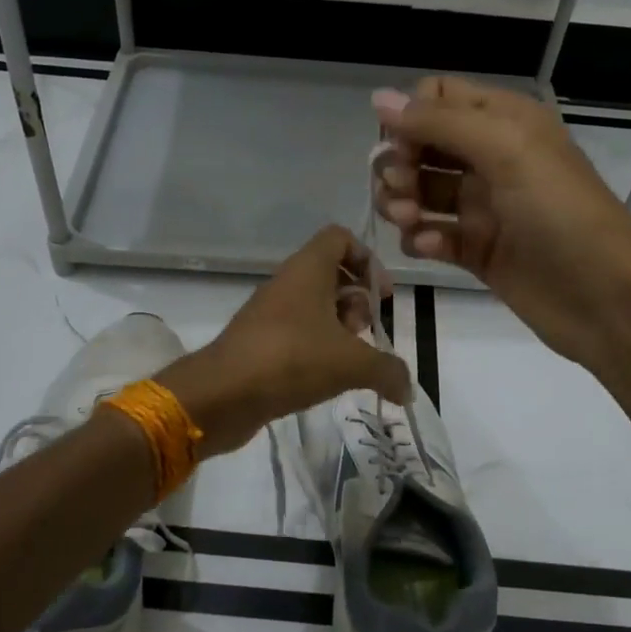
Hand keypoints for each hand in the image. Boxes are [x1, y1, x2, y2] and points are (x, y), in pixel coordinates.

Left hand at [157, 226, 410, 456]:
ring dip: (338, 329)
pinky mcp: (259, 342)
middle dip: (356, 301)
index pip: (340, 237)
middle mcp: (287, 283)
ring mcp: (269, 313)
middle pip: (331, 274)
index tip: (380, 296)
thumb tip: (409, 389)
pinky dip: (317, 349)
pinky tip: (327, 379)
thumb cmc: (292, 360)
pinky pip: (296, 333)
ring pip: (314, 306)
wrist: (222, 394)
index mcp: (307, 269)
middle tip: (364, 333)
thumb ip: (388, 370)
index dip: (367, 259)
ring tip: (348, 362)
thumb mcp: (352, 363)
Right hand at [372, 76, 630, 367]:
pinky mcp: (478, 251)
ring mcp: (483, 207)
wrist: (606, 297)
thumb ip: (440, 122)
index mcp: (504, 121)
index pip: (438, 98)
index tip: (401, 147)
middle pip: (422, 146)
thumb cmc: (560, 212)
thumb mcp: (506, 149)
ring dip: (403, 202)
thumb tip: (378, 98)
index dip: (411, 118)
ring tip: (410, 221)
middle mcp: (490, 158)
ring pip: (421, 192)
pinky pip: (433, 235)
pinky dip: (422, 238)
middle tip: (401, 190)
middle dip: (399, 164)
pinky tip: (428, 247)